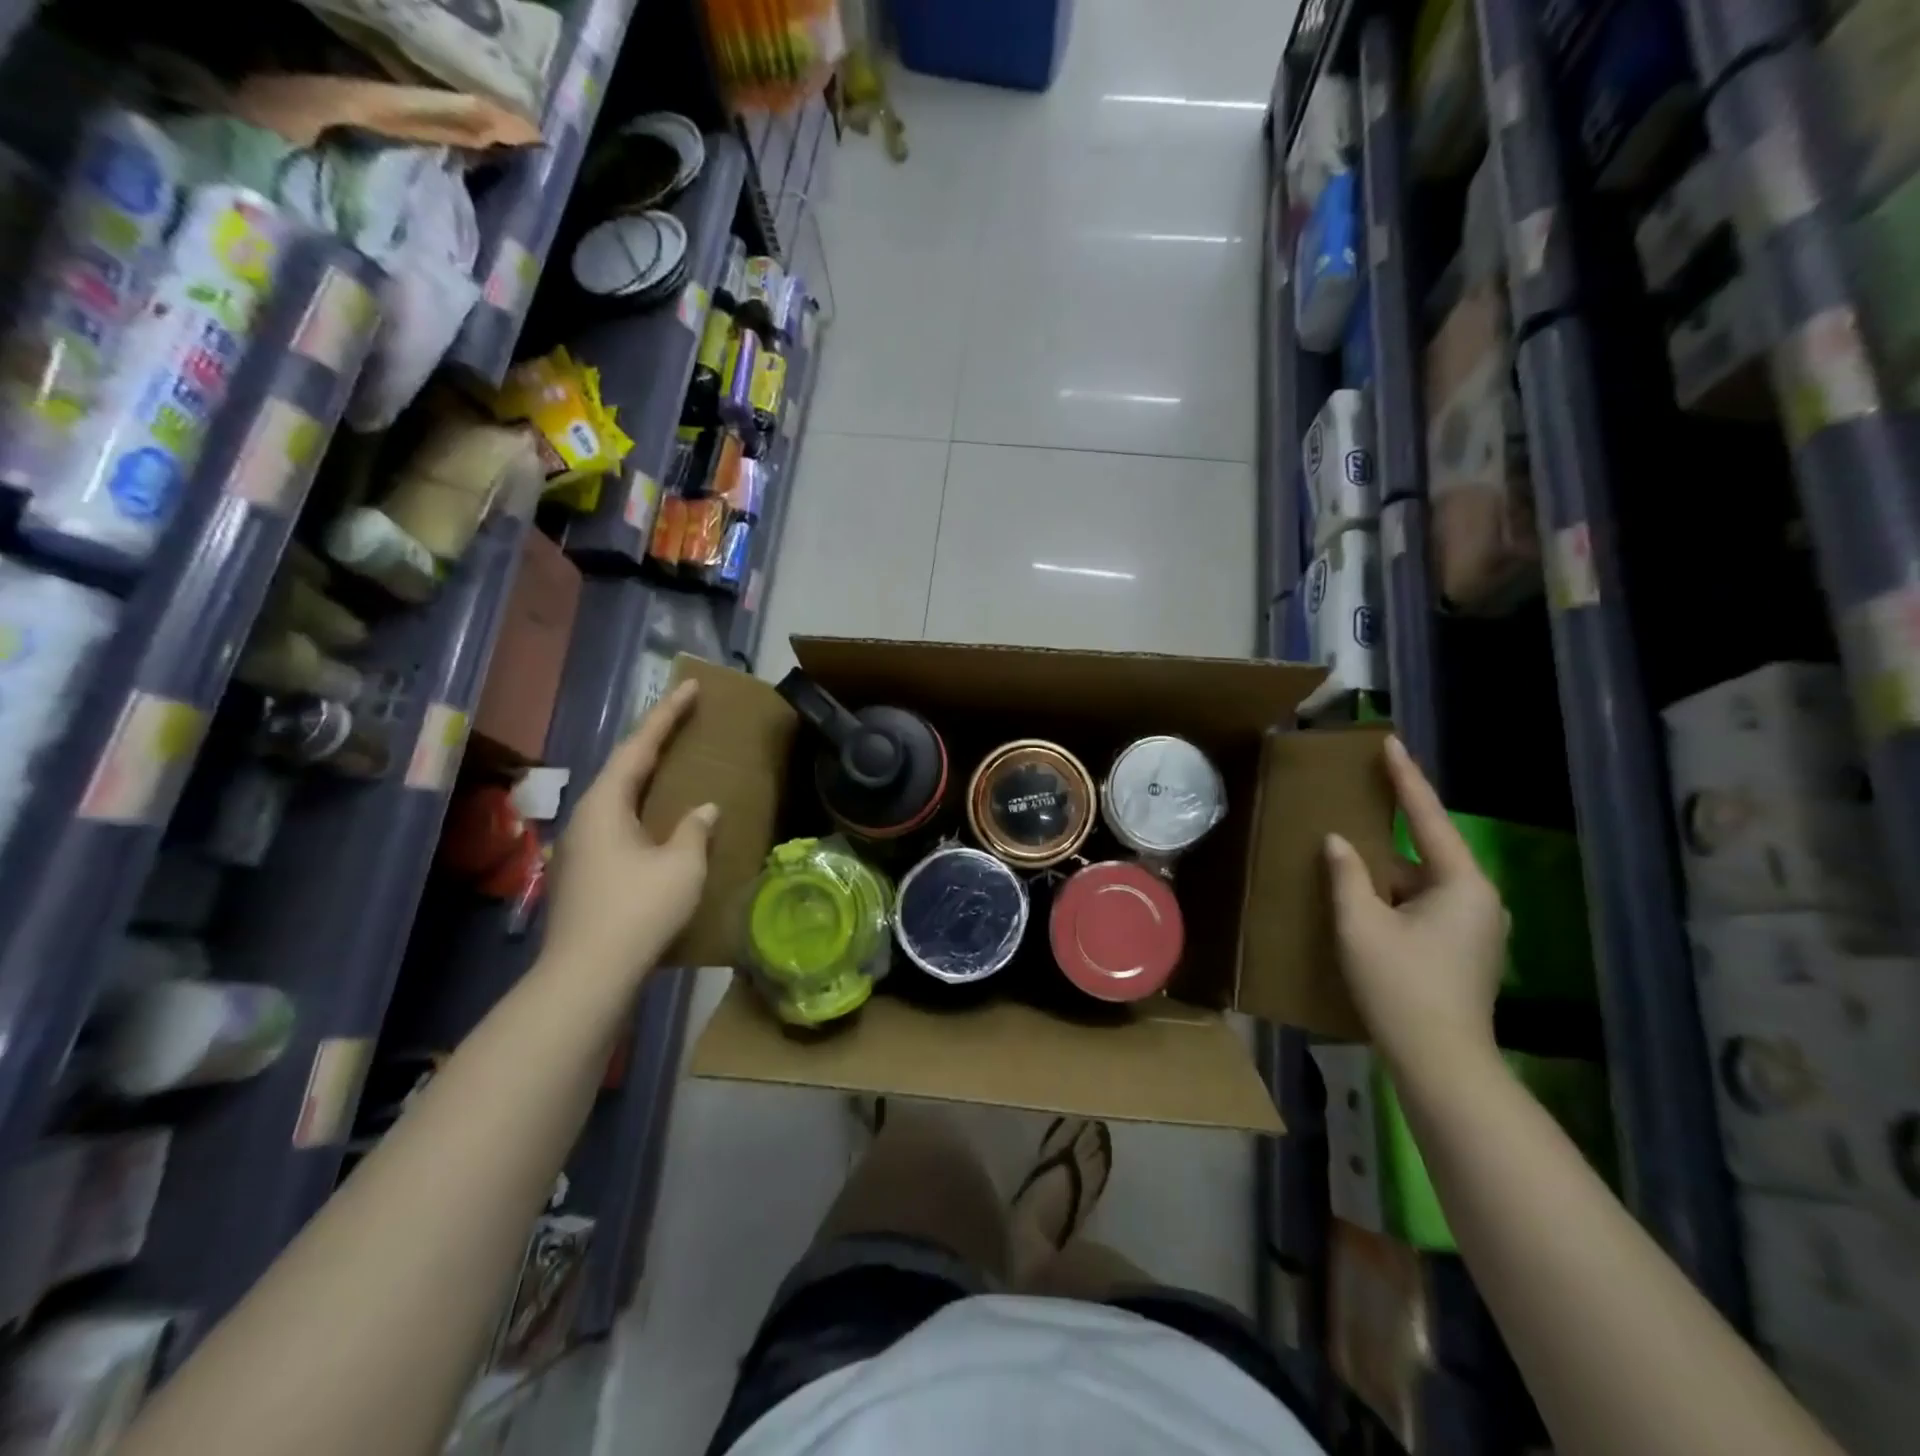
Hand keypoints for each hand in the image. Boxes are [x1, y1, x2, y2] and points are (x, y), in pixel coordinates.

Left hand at [541, 681, 717, 989]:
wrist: (587, 975)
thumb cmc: (638, 909)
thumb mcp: (681, 865)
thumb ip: (694, 829)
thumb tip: (703, 810)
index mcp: (605, 804)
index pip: (640, 746)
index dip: (667, 715)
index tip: (689, 686)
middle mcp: (586, 817)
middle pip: (623, 767)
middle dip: (654, 741)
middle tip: (683, 720)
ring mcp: (579, 847)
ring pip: (617, 798)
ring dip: (646, 778)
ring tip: (674, 766)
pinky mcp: (583, 873)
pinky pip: (616, 824)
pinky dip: (641, 809)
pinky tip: (658, 823)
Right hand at [1325, 736, 1506, 1071]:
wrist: (1441, 1062)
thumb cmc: (1400, 985)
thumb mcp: (1360, 924)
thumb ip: (1347, 875)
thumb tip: (1338, 842)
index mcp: (1462, 884)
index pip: (1427, 818)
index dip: (1406, 779)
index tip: (1391, 743)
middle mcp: (1480, 900)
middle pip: (1425, 853)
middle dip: (1386, 838)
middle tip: (1354, 810)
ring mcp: (1478, 928)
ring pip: (1422, 885)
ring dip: (1387, 877)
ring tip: (1348, 869)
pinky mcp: (1467, 951)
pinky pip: (1425, 907)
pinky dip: (1395, 900)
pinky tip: (1365, 909)